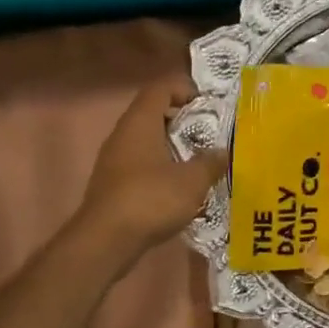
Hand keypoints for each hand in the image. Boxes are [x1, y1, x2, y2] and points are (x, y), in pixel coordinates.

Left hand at [73, 74, 227, 266]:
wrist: (106, 240)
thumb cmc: (151, 199)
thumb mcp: (192, 181)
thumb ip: (210, 163)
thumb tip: (222, 152)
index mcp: (140, 122)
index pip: (161, 88)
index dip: (185, 89)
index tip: (208, 106)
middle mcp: (123, 134)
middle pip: (153, 113)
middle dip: (182, 121)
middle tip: (208, 136)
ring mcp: (114, 160)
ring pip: (146, 141)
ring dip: (171, 147)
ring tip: (198, 163)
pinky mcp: (112, 184)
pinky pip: (140, 165)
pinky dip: (160, 168)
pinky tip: (178, 188)